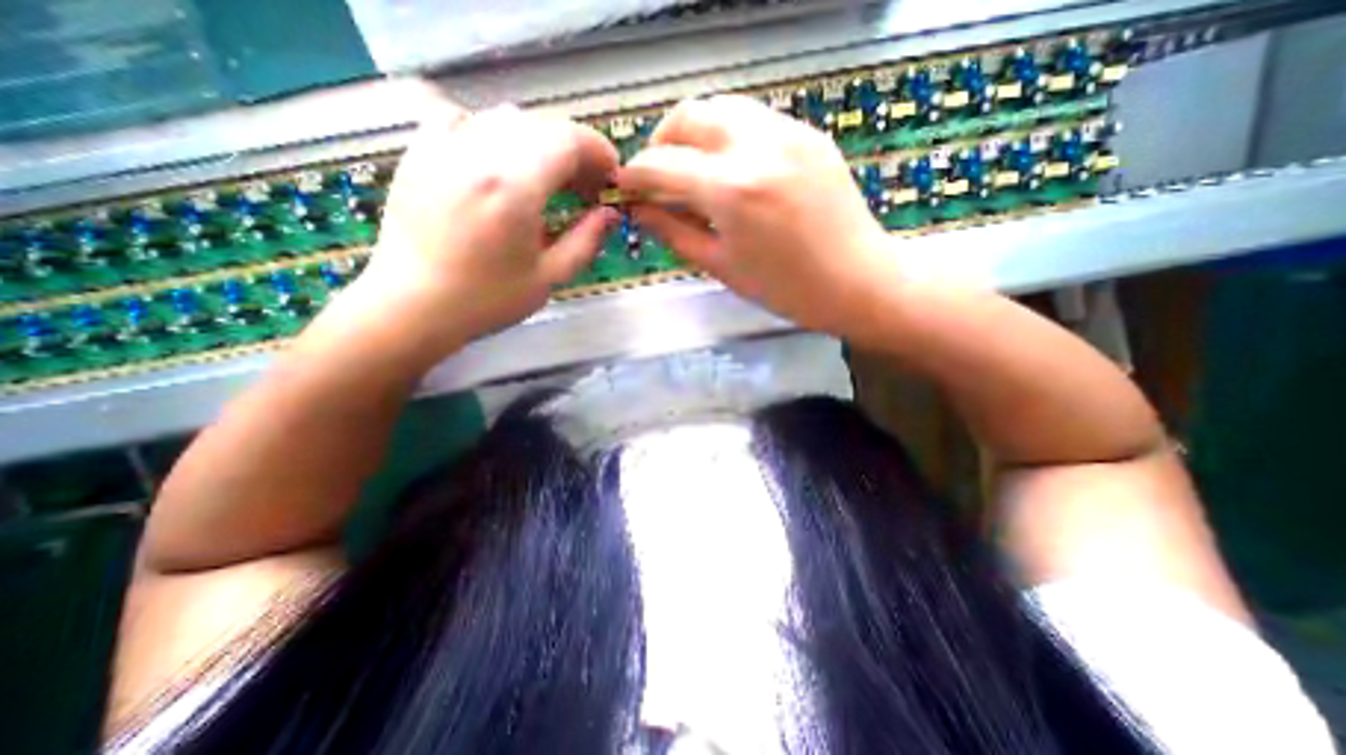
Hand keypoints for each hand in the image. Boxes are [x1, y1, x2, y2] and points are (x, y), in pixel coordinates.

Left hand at [346, 101, 619, 357]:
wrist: (412, 304)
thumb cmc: (487, 299)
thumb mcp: (549, 277)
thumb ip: (586, 241)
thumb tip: (610, 213)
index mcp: (515, 187)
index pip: (568, 140)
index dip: (598, 151)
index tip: (610, 176)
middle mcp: (478, 152)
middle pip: (542, 126)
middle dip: (574, 152)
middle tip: (585, 187)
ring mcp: (443, 146)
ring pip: (507, 119)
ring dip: (539, 144)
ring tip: (548, 180)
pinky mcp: (421, 151)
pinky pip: (465, 120)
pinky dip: (494, 135)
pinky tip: (499, 165)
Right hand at [618, 94, 890, 339]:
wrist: (858, 281)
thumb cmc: (785, 289)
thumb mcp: (721, 266)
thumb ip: (674, 232)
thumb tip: (639, 211)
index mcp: (732, 189)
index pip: (663, 164)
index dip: (635, 174)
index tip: (624, 187)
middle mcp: (758, 145)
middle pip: (690, 114)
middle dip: (662, 140)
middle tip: (656, 174)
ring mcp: (789, 132)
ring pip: (723, 107)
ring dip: (695, 132)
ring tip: (690, 168)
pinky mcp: (809, 134)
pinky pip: (755, 119)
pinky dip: (729, 135)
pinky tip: (730, 168)